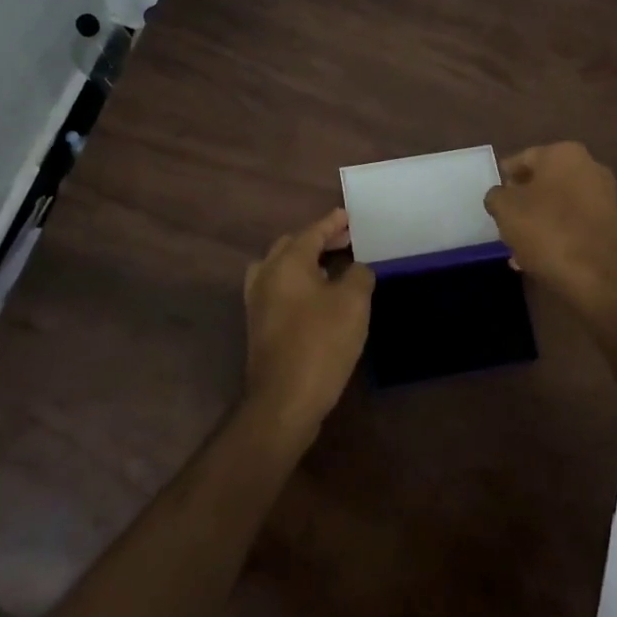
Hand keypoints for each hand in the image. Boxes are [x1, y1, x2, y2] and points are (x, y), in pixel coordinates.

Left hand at [242, 209, 372, 440]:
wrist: (284, 400)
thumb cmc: (321, 343)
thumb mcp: (353, 303)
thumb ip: (359, 275)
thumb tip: (356, 269)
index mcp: (287, 262)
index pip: (312, 232)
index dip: (332, 223)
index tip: (349, 216)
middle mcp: (266, 275)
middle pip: (292, 246)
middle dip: (318, 240)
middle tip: (346, 241)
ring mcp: (258, 302)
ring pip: (281, 268)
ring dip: (305, 262)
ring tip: (332, 267)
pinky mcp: (259, 326)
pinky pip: (279, 290)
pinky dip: (297, 283)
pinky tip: (317, 298)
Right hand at [486, 142, 616, 314]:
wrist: (597, 276)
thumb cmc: (546, 230)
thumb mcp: (505, 209)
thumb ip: (496, 195)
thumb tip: (500, 196)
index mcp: (563, 153)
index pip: (522, 159)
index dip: (504, 178)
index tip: (494, 198)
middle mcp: (589, 166)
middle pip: (543, 181)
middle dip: (523, 201)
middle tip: (505, 221)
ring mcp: (604, 196)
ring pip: (559, 204)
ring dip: (539, 219)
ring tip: (519, 245)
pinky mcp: (612, 224)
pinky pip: (574, 223)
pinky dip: (557, 233)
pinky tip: (539, 256)